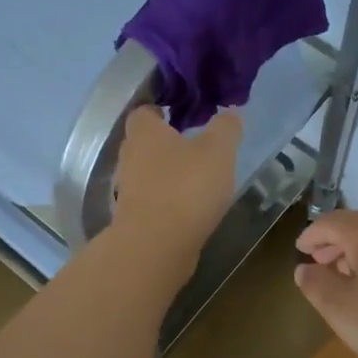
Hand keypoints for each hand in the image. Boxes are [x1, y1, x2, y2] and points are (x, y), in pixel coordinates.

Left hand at [110, 106, 242, 252]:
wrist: (155, 247)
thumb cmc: (185, 188)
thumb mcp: (218, 151)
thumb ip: (225, 128)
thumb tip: (230, 113)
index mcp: (145, 132)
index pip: (145, 110)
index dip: (163, 109)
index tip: (185, 113)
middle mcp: (129, 157)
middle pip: (145, 142)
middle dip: (167, 142)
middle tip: (196, 144)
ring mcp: (128, 190)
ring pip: (148, 172)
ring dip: (168, 173)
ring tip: (198, 177)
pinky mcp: (134, 218)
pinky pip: (152, 200)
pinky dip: (168, 200)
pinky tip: (190, 206)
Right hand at [294, 211, 357, 357]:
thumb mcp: (342, 311)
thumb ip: (317, 286)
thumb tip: (304, 269)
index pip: (331, 222)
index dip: (311, 235)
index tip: (299, 251)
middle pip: (357, 226)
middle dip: (334, 243)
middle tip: (318, 263)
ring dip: (357, 253)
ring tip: (345, 278)